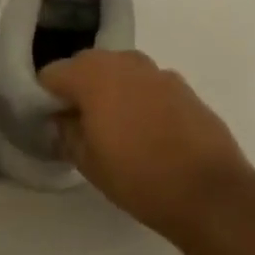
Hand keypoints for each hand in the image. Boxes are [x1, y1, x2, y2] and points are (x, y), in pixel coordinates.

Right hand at [40, 50, 254, 249]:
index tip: (49, 121)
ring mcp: (158, 71)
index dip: (45, 97)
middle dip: (77, 89)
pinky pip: (147, 85)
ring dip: (109, 91)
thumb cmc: (138, 177)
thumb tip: (63, 118)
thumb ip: (67, 131)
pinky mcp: (184, 87)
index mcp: (93, 75)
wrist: (210, 192)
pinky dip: (138, 99)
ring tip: (113, 127)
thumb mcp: (87, 161)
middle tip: (78, 124)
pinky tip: (146, 131)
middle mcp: (124, 62)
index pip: (52, 73)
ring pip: (119, 72)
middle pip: (86, 66)